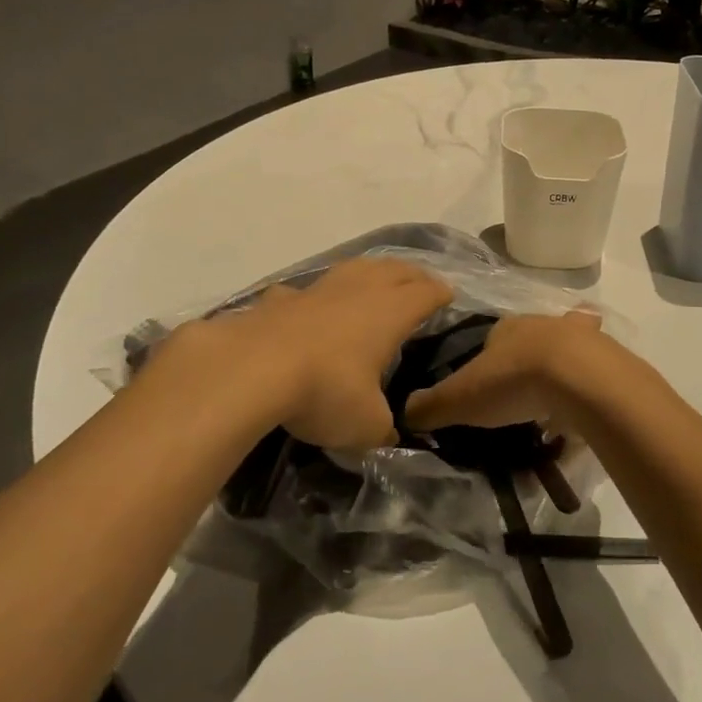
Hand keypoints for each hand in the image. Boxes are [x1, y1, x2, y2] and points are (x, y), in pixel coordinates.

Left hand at [151, 257, 452, 450]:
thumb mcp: (366, 425)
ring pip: (353, 268)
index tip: (449, 296)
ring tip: (375, 279)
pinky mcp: (280, 300)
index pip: (426, 293)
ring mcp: (317, 291)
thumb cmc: (325, 391)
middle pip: (395, 270)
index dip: (441, 293)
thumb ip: (384, 427)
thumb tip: (389, 432)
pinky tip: (307, 307)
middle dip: (413, 274)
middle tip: (422, 282)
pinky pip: (304, 292)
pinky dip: (313, 297)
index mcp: (390, 313)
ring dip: (370, 271)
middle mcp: (359, 291)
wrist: (251, 370)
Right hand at [403, 310, 610, 433]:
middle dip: (526, 360)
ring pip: (567, 349)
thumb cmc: (514, 380)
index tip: (484, 388)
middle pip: (530, 340)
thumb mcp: (461, 398)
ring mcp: (580, 339)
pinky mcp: (608, 359)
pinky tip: (586, 406)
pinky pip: (596, 371)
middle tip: (521, 395)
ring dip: (562, 369)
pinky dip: (590, 385)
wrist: (580, 378)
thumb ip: (432, 406)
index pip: (490, 339)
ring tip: (556, 401)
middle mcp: (542, 324)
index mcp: (506, 328)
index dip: (485, 362)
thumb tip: (404, 413)